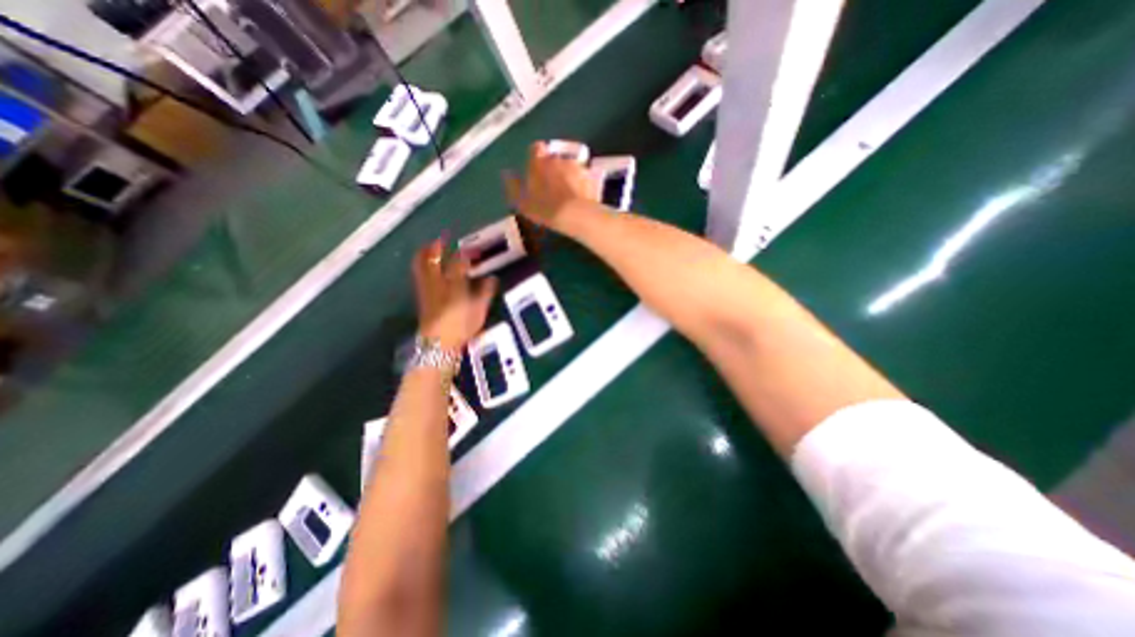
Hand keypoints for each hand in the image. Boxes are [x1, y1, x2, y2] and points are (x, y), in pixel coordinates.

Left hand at [410, 236, 493, 347]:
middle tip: (440, 239)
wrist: (438, 343)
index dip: (466, 253)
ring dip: (425, 255)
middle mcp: (437, 281)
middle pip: (432, 258)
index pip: (459, 261)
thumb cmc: (461, 324)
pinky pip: (420, 275)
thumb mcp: (479, 309)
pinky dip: (422, 267)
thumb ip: (486, 291)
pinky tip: (427, 269)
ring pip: (421, 266)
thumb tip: (492, 278)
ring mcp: (426, 288)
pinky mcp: (421, 297)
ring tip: (429, 249)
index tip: (472, 249)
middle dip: (436, 247)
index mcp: (454, 282)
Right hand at [503, 141, 596, 228]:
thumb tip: (506, 173)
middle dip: (553, 169)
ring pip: (571, 167)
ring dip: (569, 176)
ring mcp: (578, 166)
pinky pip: (586, 178)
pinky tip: (581, 198)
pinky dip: (583, 185)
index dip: (535, 159)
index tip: (536, 172)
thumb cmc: (545, 208)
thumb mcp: (523, 202)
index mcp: (540, 161)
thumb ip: (513, 186)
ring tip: (568, 195)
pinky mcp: (592, 177)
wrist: (576, 215)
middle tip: (552, 187)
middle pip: (555, 158)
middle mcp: (559, 158)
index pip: (535, 149)